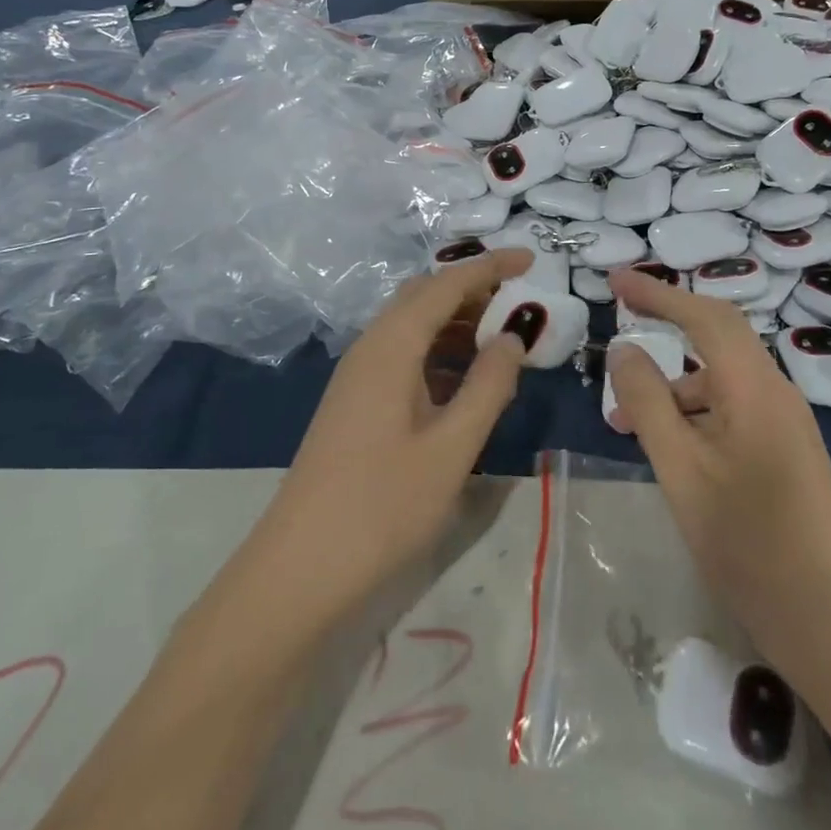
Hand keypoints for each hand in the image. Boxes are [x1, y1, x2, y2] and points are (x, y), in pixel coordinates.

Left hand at [253, 250, 532, 622]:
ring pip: (413, 327)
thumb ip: (488, 386)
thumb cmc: (382, 506)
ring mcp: (358, 376)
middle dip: (473, 290)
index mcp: (392, 345)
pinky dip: (440, 353)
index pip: (447, 284)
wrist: (299, 570)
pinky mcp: (356, 402)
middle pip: (425, 297)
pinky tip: (466, 381)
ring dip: (457, 323)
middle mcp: (371, 348)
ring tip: (504, 341)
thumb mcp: (451, 447)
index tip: (531, 259)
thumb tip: (513, 338)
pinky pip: (404, 356)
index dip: (490, 266)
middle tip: (521, 303)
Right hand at [606, 269, 830, 680]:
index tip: (616, 280)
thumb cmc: (751, 545)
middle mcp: (775, 393)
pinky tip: (668, 448)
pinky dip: (694, 413)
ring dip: (674, 384)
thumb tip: (624, 348)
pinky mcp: (787, 453)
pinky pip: (733, 410)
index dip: (658, 293)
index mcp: (754, 387)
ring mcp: (786, 424)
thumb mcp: (681, 471)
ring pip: (722, 379)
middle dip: (669, 321)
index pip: (704, 315)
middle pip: (718, 337)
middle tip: (622, 317)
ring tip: (625, 420)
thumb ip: (648, 404)